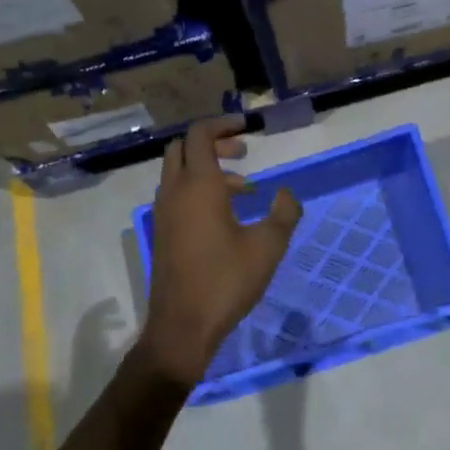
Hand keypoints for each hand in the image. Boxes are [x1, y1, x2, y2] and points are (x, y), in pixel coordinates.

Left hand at [137, 117, 300, 388]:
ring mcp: (164, 213)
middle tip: (243, 151)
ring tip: (246, 188)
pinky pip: (177, 194)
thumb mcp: (268, 246)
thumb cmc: (226, 280)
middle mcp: (174, 192)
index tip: (248, 127)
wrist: (183, 326)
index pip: (200, 135)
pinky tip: (227, 215)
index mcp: (198, 186)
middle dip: (213, 142)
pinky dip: (199, 189)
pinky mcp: (163, 233)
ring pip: (178, 172)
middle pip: (183, 148)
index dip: (223, 124)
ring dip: (207, 168)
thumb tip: (286, 194)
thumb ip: (283, 213)